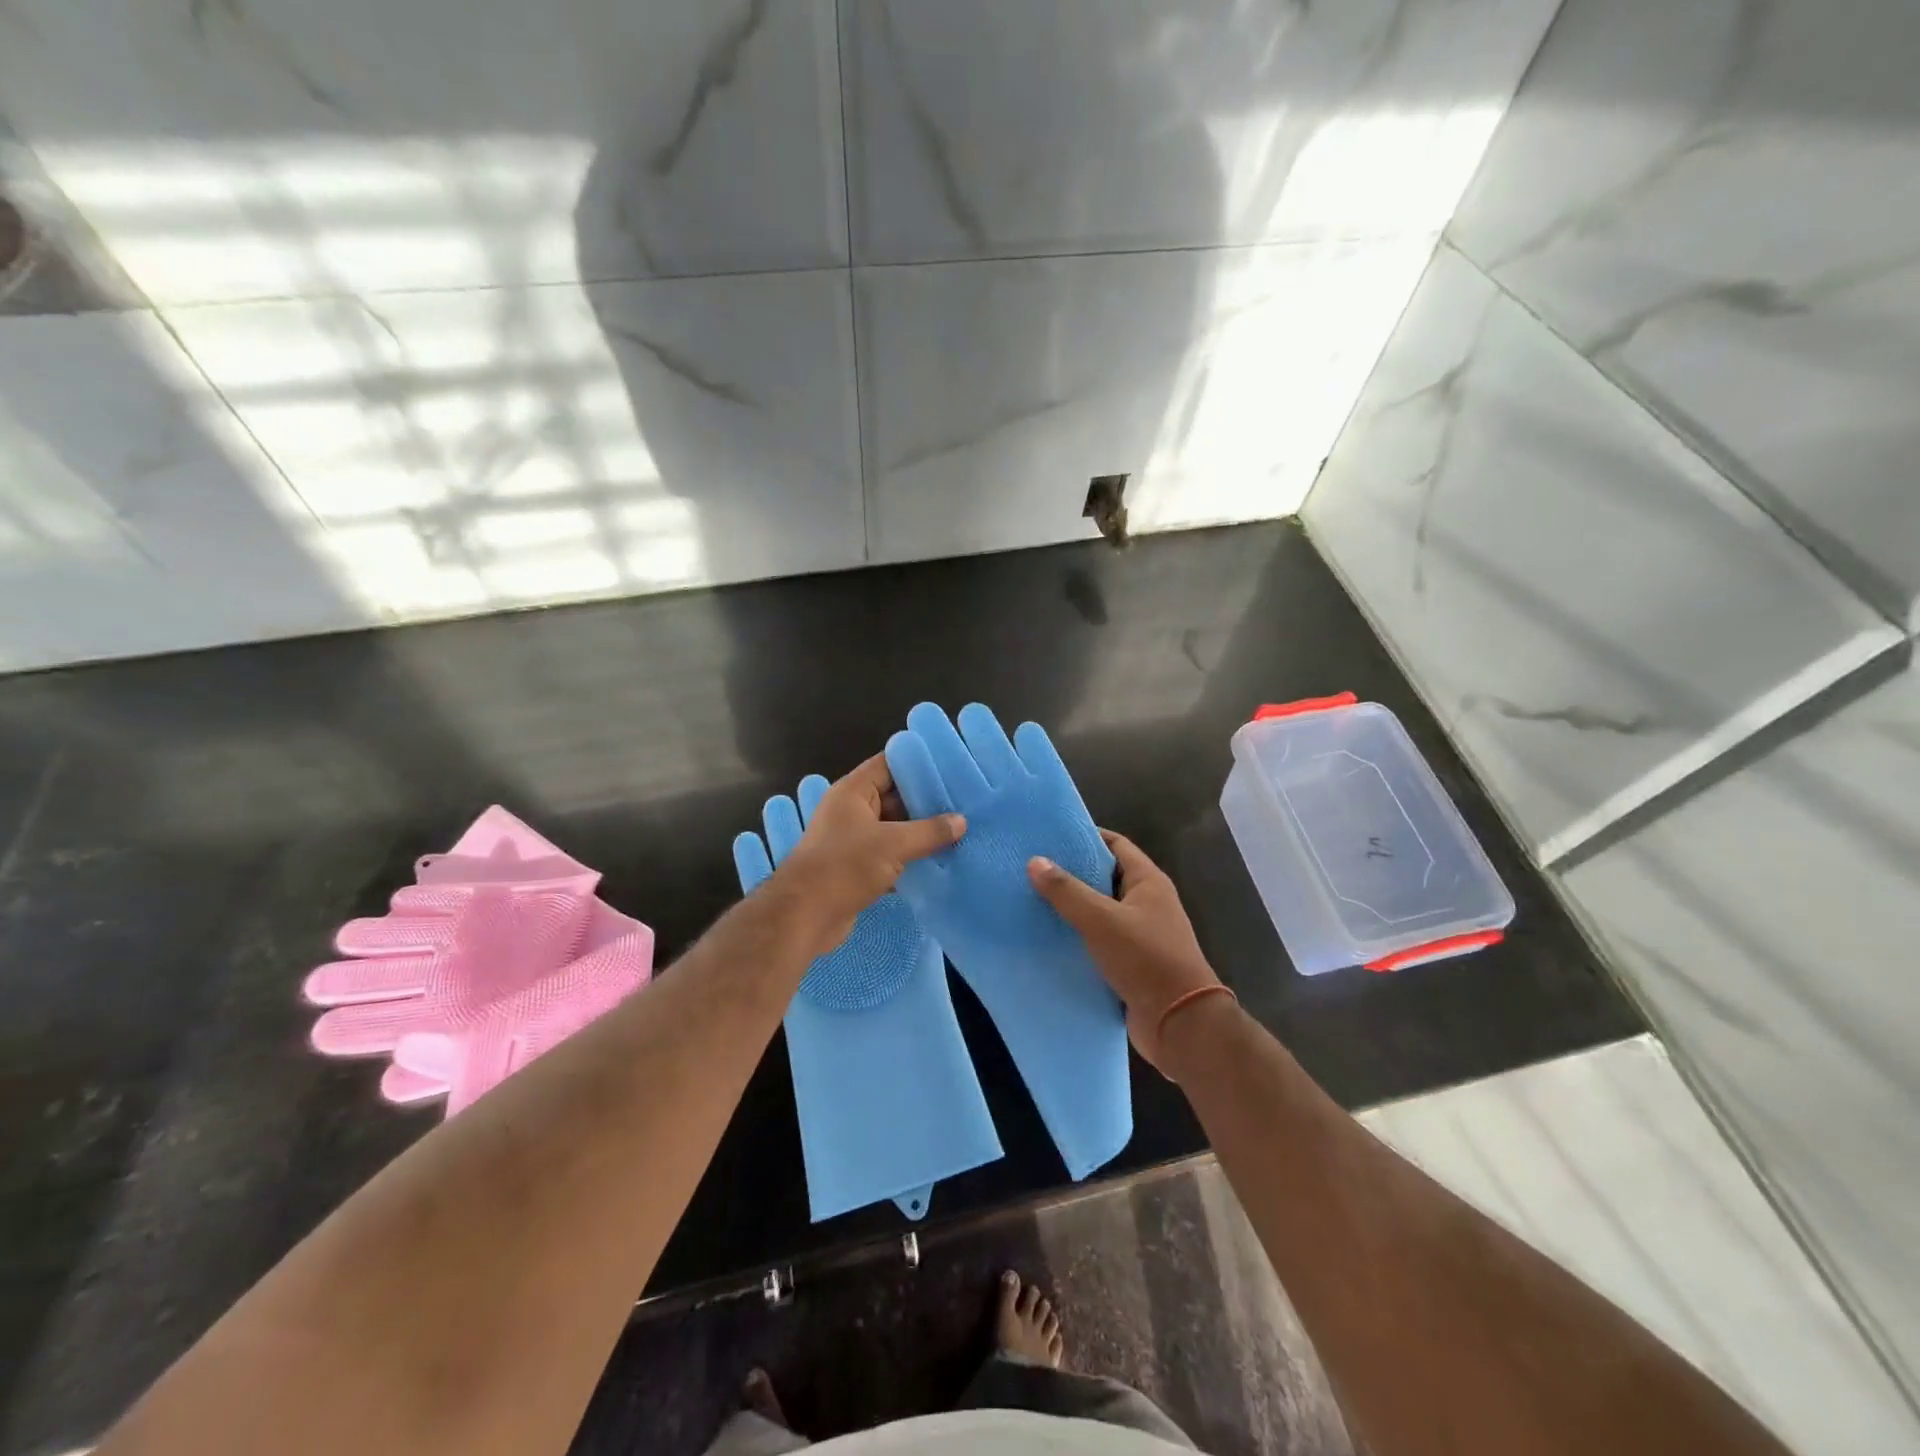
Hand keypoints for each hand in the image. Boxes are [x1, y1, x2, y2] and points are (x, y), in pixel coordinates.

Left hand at [769, 753, 965, 953]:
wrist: (804, 916)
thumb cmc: (845, 866)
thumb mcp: (893, 844)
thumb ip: (929, 831)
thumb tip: (961, 821)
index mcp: (853, 792)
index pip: (888, 764)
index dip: (917, 763)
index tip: (950, 768)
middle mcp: (851, 811)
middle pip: (893, 797)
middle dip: (925, 802)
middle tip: (963, 803)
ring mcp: (852, 841)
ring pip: (893, 829)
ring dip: (920, 834)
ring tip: (958, 832)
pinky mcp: (856, 868)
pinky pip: (889, 856)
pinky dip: (909, 858)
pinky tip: (939, 862)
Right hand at [1027, 830, 1222, 1069]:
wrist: (1180, 1024)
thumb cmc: (1146, 959)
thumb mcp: (1102, 920)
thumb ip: (1067, 891)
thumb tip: (1035, 861)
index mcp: (1148, 882)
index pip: (1116, 845)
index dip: (1086, 837)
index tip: (1050, 837)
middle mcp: (1147, 904)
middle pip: (1105, 877)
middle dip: (1072, 873)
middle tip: (1032, 868)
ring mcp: (1141, 935)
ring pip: (1100, 912)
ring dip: (1072, 909)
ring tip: (1031, 901)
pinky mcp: (1131, 964)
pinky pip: (1100, 942)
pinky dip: (1078, 939)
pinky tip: (1047, 939)